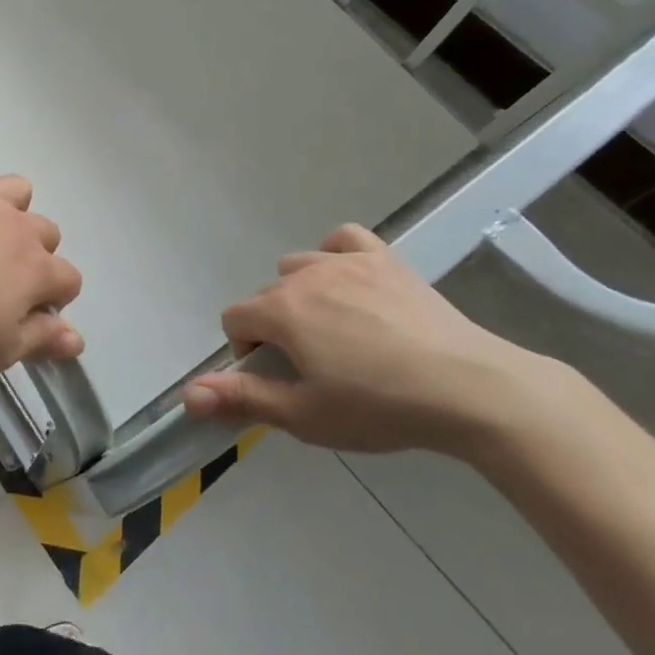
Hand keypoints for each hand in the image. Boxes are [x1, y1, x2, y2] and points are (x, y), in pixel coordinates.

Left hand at [0, 147, 83, 375]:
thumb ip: (41, 340)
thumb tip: (76, 339)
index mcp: (37, 270)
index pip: (70, 280)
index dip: (56, 301)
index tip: (29, 318)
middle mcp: (19, 227)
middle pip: (49, 233)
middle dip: (37, 256)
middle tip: (3, 282)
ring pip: (20, 189)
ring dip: (14, 209)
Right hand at [182, 225, 550, 455]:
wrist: (467, 387)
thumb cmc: (379, 407)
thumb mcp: (305, 415)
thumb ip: (242, 399)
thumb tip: (187, 395)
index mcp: (280, 311)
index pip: (234, 319)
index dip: (246, 351)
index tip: (279, 380)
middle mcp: (305, 275)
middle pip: (267, 295)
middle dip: (276, 328)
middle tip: (314, 368)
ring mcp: (346, 261)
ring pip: (299, 266)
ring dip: (302, 294)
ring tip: (335, 331)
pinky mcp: (384, 258)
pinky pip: (343, 239)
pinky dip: (336, 255)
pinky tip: (349, 280)